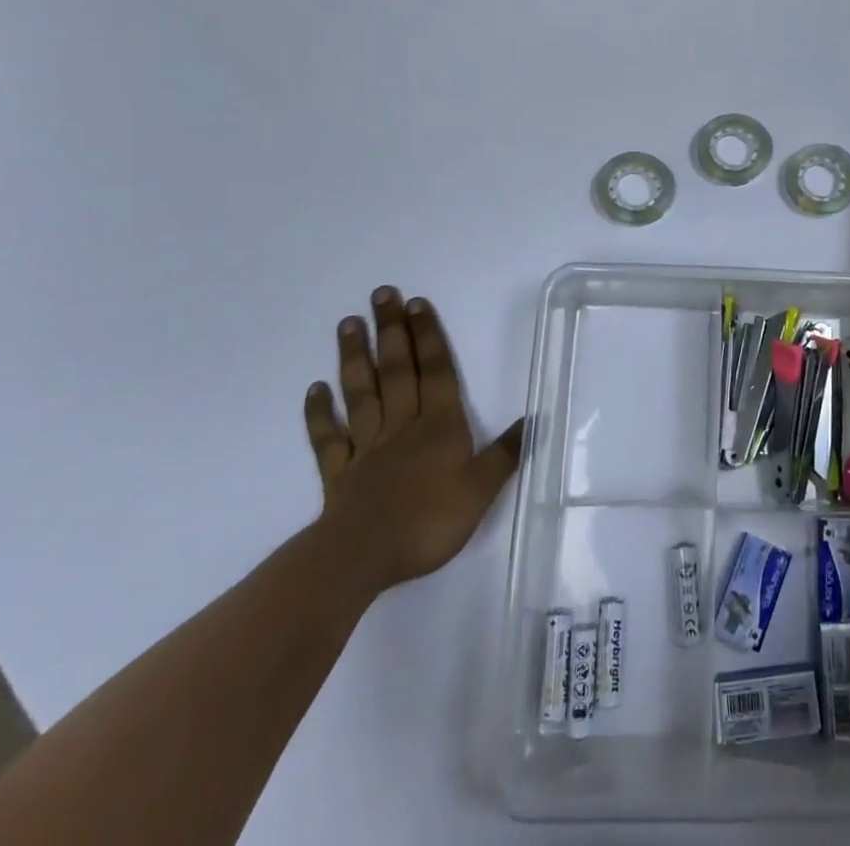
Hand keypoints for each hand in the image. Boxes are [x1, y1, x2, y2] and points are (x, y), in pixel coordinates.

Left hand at [303, 286, 523, 601]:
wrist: (363, 557)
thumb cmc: (429, 520)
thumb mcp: (482, 489)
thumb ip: (505, 453)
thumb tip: (534, 419)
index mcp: (439, 425)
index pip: (435, 371)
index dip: (428, 337)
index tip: (417, 304)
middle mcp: (402, 425)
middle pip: (396, 370)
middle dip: (391, 331)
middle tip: (381, 294)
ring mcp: (366, 447)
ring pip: (361, 393)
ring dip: (354, 358)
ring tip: (349, 324)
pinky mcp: (338, 473)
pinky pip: (328, 437)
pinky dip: (319, 413)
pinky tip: (315, 389)